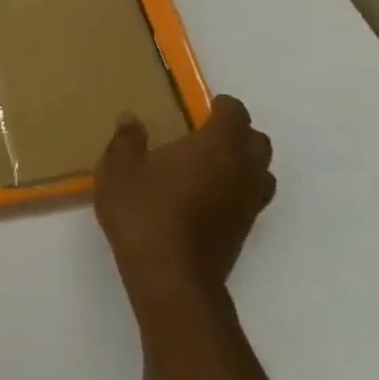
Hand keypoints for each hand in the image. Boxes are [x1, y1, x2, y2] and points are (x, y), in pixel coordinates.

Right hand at [93, 96, 275, 312]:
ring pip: (261, 169)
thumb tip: (131, 119)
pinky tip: (209, 194)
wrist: (170, 273)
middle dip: (237, 132)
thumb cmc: (142, 212)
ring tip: (212, 164)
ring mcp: (249, 201)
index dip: (222, 106)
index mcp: (215, 147)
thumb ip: (125, 141)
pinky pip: (252, 194)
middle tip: (207, 133)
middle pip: (257, 141)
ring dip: (244, 160)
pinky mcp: (246, 226)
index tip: (205, 105)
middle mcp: (242, 169)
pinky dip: (238, 186)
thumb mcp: (117, 171)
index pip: (234, 114)